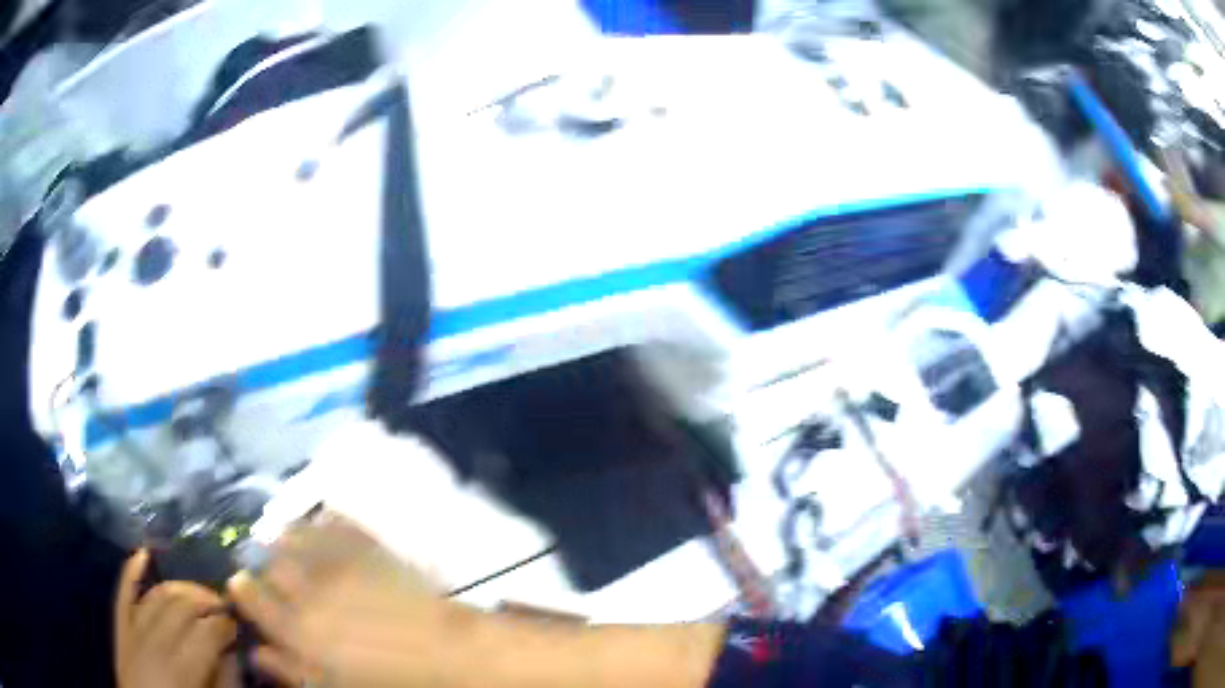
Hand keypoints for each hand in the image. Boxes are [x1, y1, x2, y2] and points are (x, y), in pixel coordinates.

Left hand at [114, 550, 239, 687]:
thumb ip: (223, 681)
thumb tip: (233, 652)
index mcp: (182, 667)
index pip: (208, 630)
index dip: (227, 623)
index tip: (239, 624)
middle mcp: (154, 641)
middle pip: (182, 606)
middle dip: (206, 601)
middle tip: (223, 608)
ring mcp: (133, 630)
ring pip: (157, 595)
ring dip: (179, 589)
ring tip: (197, 596)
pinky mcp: (120, 628)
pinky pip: (124, 592)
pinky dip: (131, 571)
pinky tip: (142, 553)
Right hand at [228, 513, 467, 687]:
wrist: (447, 653)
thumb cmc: (387, 679)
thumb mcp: (330, 685)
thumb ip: (288, 669)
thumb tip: (256, 651)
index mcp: (297, 628)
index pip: (250, 595)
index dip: (243, 589)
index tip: (242, 586)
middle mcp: (307, 588)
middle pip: (267, 563)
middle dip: (261, 565)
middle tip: (269, 573)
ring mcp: (337, 561)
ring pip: (293, 536)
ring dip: (285, 540)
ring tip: (287, 546)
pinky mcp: (365, 545)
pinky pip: (330, 522)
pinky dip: (318, 523)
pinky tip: (318, 528)